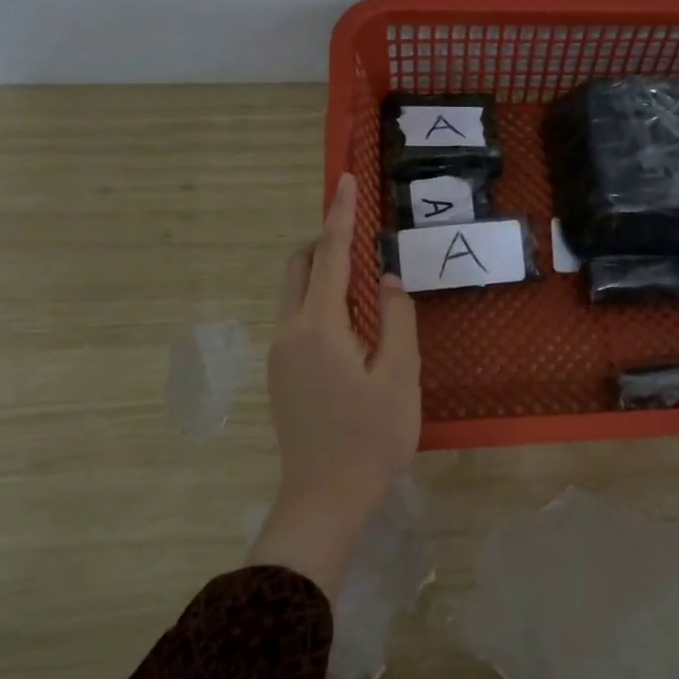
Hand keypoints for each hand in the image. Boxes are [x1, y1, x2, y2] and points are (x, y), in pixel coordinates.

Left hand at [250, 173, 419, 596]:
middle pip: (299, 268)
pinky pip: (297, 320)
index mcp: (319, 327)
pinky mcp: (279, 374)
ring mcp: (279, 354)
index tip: (344, 180)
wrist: (324, 498)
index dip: (339, 215)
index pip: (329, 255)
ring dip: (323, 276)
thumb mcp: (400, 377)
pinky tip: (351, 331)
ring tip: (365, 291)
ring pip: (295, 294)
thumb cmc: (371, 438)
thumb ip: (397, 319)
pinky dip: (319, 304)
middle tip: (361, 241)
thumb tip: (386, 280)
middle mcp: (289, 332)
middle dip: (324, 243)